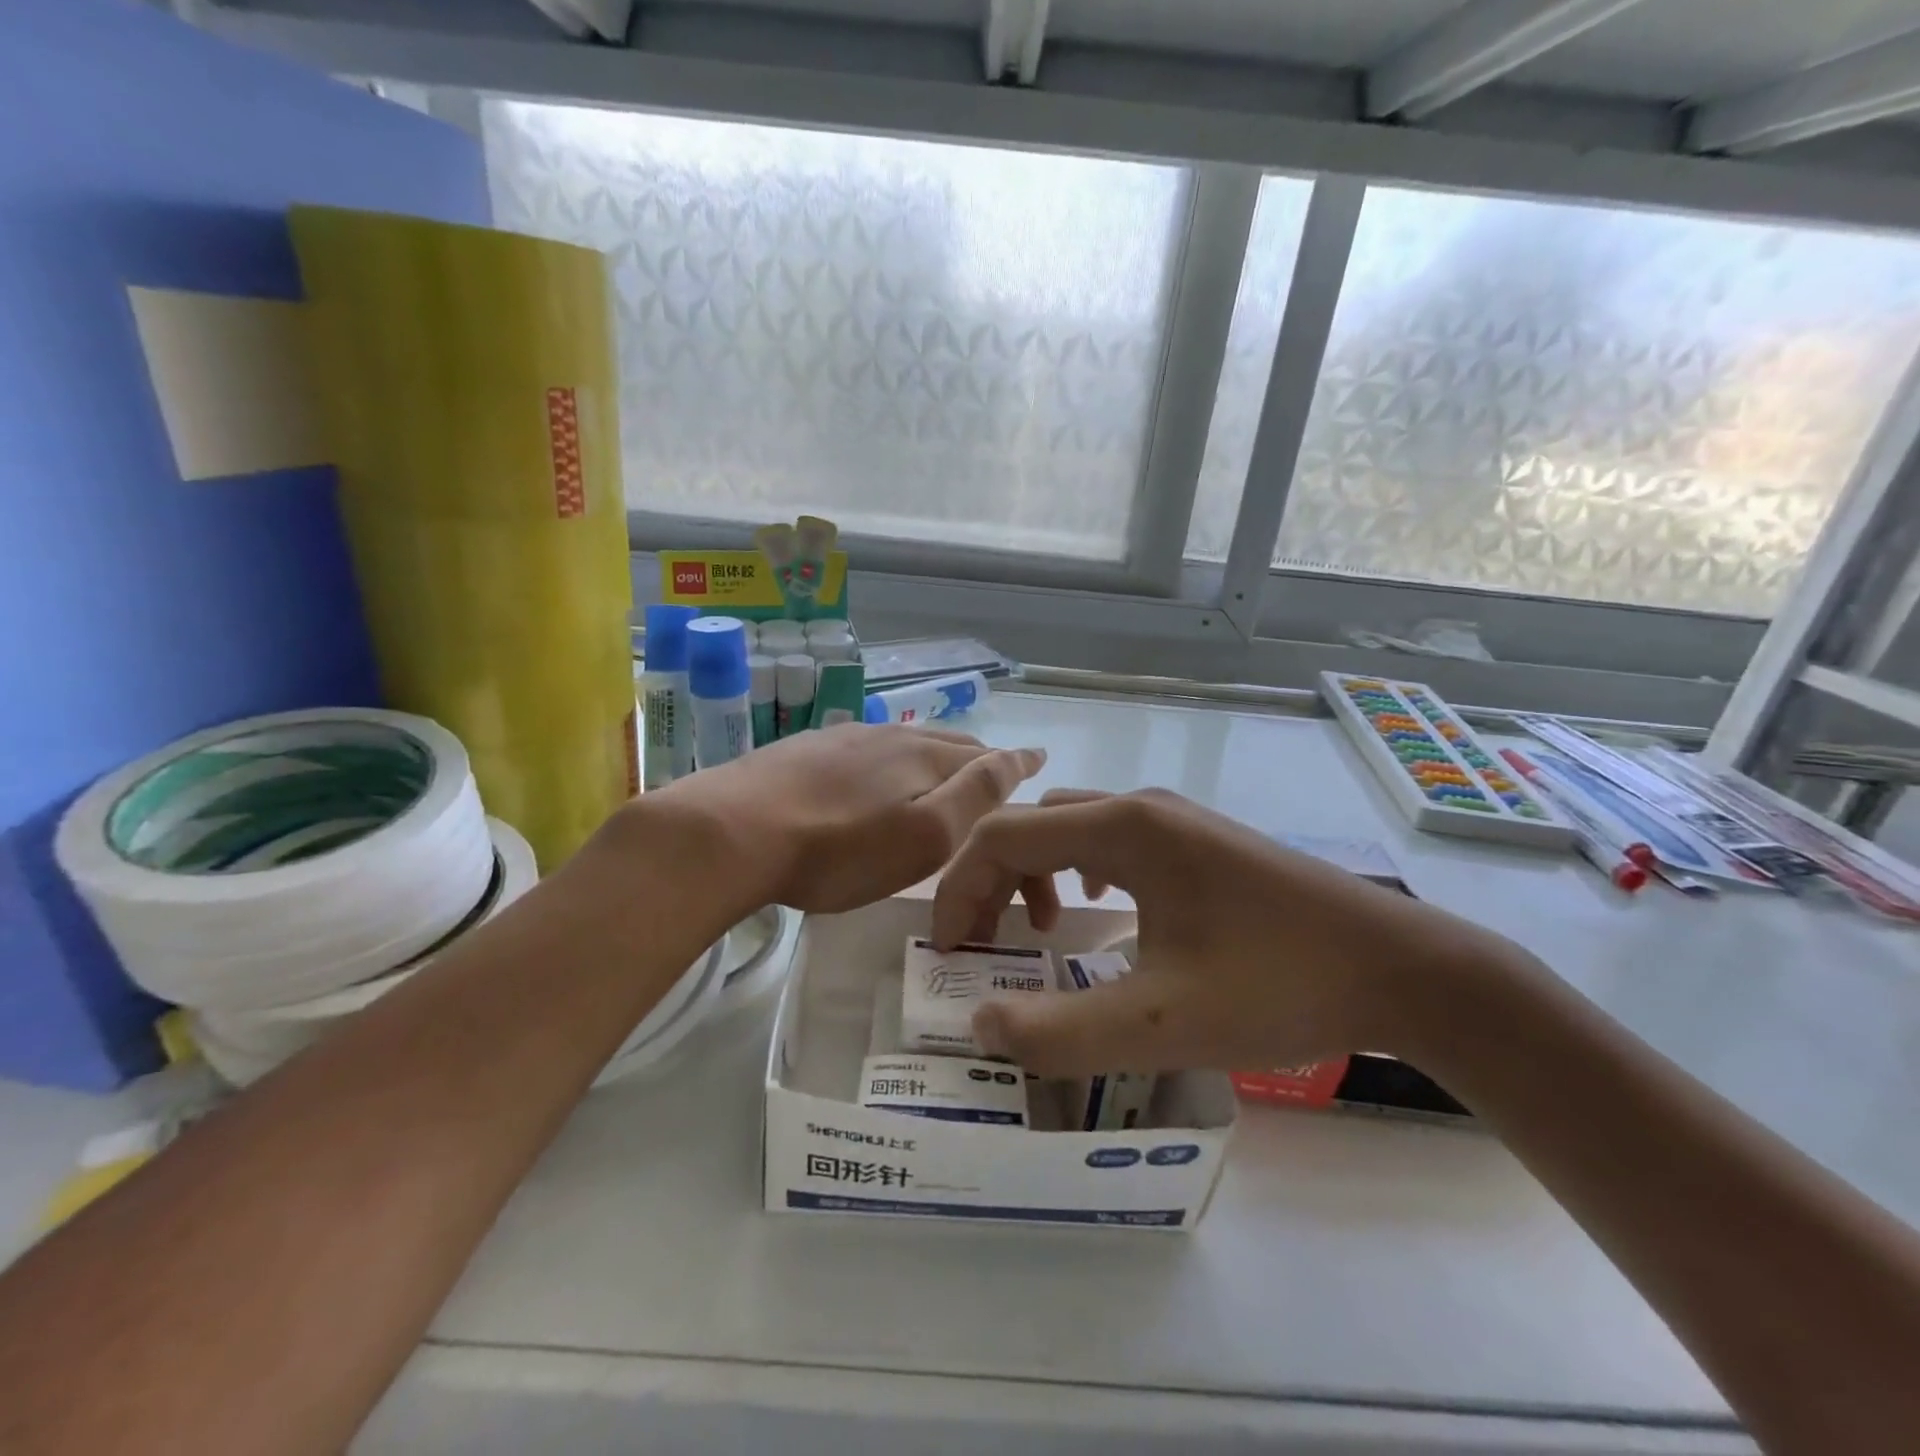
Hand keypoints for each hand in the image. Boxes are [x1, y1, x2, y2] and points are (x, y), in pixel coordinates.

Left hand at [638, 723, 1045, 913]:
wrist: (730, 832)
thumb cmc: (838, 850)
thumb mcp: (923, 837)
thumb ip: (974, 796)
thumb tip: (1016, 757)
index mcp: (922, 757)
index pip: (983, 755)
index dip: (1013, 761)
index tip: (1036, 758)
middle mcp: (887, 736)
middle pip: (944, 742)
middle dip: (975, 755)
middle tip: (994, 768)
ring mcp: (840, 739)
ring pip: (902, 742)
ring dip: (930, 754)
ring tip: (940, 766)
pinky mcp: (802, 750)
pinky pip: (862, 748)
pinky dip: (886, 759)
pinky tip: (872, 771)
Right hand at [931, 788, 1520, 1075]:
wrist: (1402, 968)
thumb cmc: (1278, 985)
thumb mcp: (1161, 1024)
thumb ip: (1060, 1032)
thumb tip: (980, 1026)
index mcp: (1122, 828)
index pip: (1001, 836)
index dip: (959, 890)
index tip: (953, 952)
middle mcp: (1140, 806)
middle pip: (1030, 825)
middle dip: (989, 881)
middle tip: (984, 946)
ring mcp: (1174, 818)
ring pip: (1070, 826)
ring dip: (1033, 871)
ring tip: (1039, 929)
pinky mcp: (1199, 839)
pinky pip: (1110, 837)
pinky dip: (1077, 867)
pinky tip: (1099, 907)